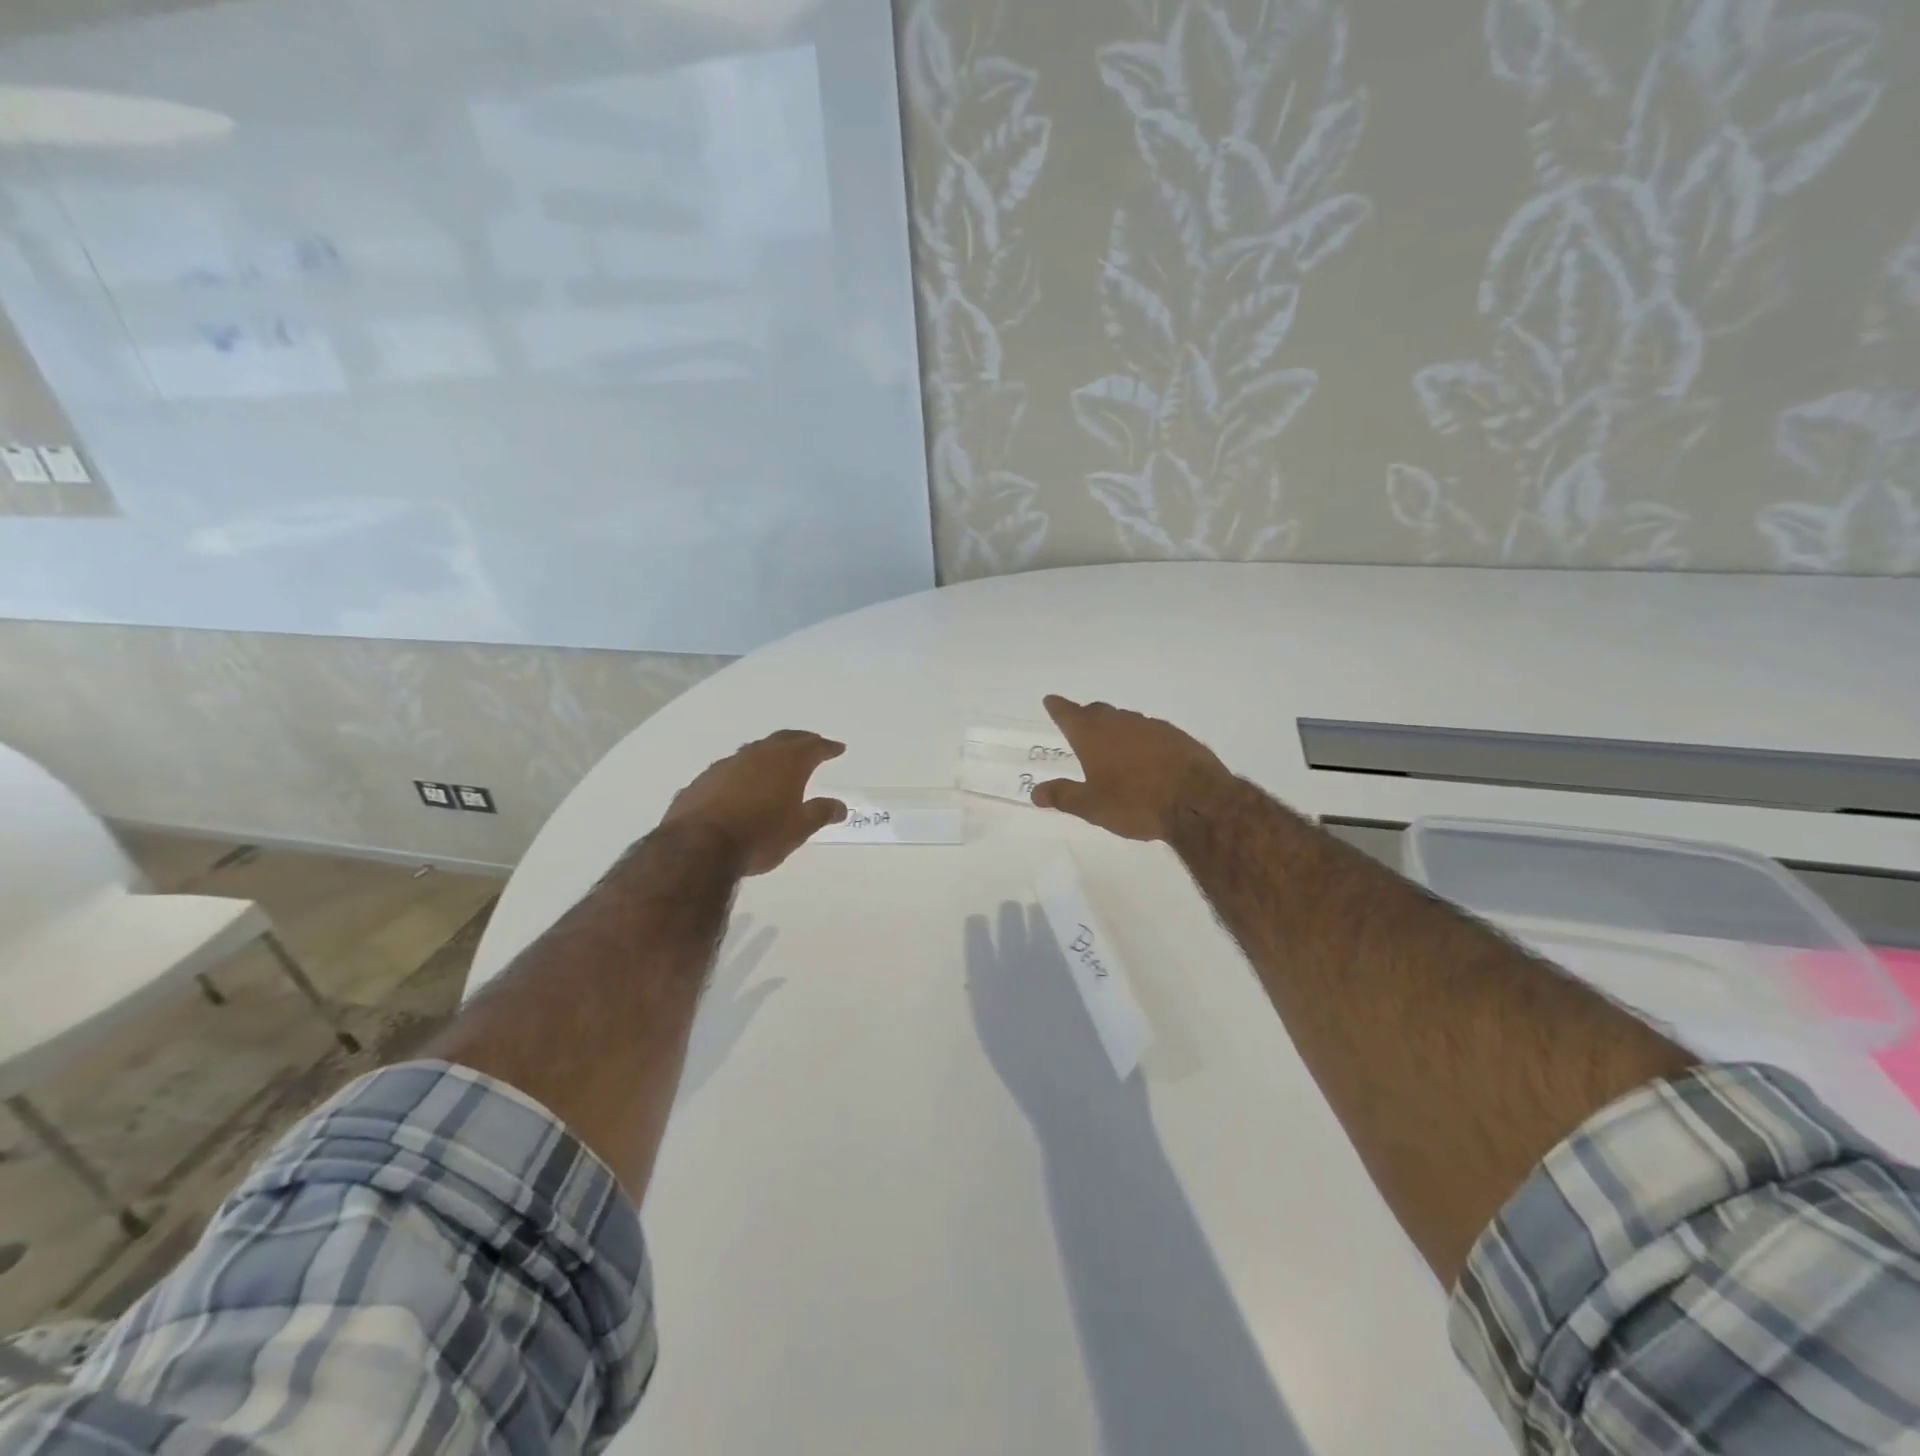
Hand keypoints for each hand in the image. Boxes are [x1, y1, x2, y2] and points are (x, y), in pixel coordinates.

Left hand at [662, 730, 847, 874]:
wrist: (699, 846)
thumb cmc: (760, 836)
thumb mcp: (798, 829)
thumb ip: (820, 813)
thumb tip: (841, 806)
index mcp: (787, 763)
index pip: (813, 747)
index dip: (827, 747)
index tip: (838, 748)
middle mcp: (757, 755)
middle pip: (783, 739)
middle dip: (800, 740)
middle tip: (811, 743)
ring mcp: (726, 765)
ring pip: (754, 751)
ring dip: (768, 753)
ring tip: (776, 761)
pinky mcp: (702, 781)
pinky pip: (729, 769)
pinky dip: (742, 772)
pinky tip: (741, 784)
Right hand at [1030, 696, 1231, 841]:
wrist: (1197, 801)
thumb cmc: (1135, 803)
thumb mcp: (1092, 806)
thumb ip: (1063, 796)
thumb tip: (1035, 792)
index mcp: (1093, 736)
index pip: (1068, 714)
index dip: (1057, 707)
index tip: (1050, 700)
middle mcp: (1120, 723)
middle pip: (1097, 712)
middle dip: (1085, 715)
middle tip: (1079, 722)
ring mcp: (1151, 726)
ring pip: (1125, 720)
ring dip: (1114, 726)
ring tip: (1111, 742)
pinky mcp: (1176, 736)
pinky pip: (1149, 731)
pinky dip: (1140, 738)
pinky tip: (1144, 754)